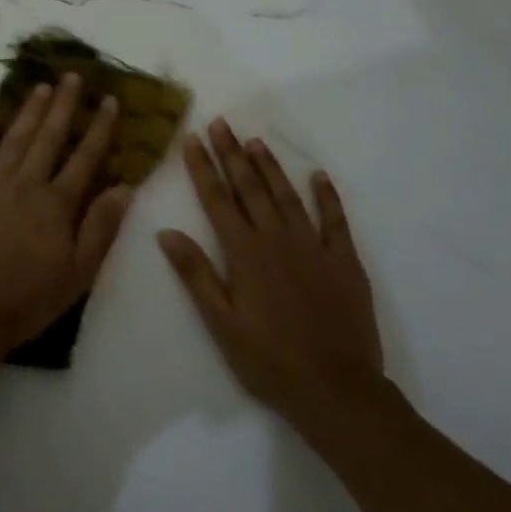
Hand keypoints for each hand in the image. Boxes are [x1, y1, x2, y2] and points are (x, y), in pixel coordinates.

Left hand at [0, 74, 134, 349]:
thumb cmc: (27, 300)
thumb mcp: (78, 273)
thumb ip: (101, 228)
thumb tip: (125, 187)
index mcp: (57, 204)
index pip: (85, 158)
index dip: (99, 128)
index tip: (109, 100)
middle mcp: (26, 185)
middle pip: (49, 138)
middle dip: (64, 105)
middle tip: (73, 76)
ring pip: (14, 139)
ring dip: (29, 111)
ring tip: (41, 86)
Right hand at [158, 119, 387, 437]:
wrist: (335, 388)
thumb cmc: (268, 360)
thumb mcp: (221, 323)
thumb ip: (195, 275)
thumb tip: (166, 233)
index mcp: (245, 254)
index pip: (218, 200)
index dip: (203, 168)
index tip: (192, 139)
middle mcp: (278, 240)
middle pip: (251, 188)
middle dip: (233, 154)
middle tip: (221, 123)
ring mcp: (315, 247)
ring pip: (288, 196)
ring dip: (270, 167)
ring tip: (255, 140)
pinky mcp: (345, 261)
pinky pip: (335, 219)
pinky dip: (326, 195)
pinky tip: (318, 176)